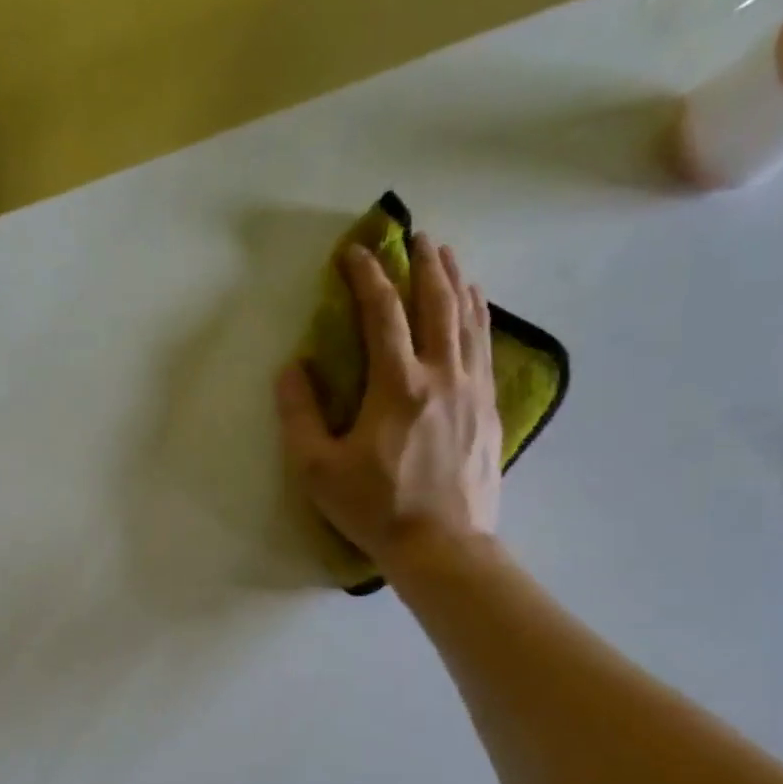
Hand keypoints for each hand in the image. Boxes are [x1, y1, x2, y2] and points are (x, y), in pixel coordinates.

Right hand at [276, 235, 502, 569]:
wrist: (442, 547)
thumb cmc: (375, 508)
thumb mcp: (318, 469)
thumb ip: (300, 415)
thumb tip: (292, 368)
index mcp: (397, 386)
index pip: (383, 314)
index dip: (367, 276)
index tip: (354, 251)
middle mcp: (442, 375)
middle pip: (437, 304)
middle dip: (423, 264)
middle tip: (414, 236)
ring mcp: (473, 391)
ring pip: (468, 319)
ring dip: (456, 281)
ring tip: (446, 255)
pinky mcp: (490, 410)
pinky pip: (486, 346)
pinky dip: (479, 315)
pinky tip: (476, 305)